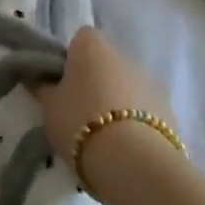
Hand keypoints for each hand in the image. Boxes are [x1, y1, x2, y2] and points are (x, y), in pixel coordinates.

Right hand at [37, 27, 176, 184]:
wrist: (136, 164)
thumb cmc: (81, 123)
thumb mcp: (49, 107)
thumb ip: (42, 87)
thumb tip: (34, 75)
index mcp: (92, 45)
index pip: (80, 39)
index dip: (70, 60)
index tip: (61, 85)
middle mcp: (124, 55)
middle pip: (105, 63)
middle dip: (95, 82)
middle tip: (78, 113)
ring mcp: (150, 81)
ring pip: (126, 87)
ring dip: (117, 102)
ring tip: (103, 137)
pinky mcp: (170, 111)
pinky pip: (145, 110)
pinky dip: (136, 122)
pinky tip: (126, 149)